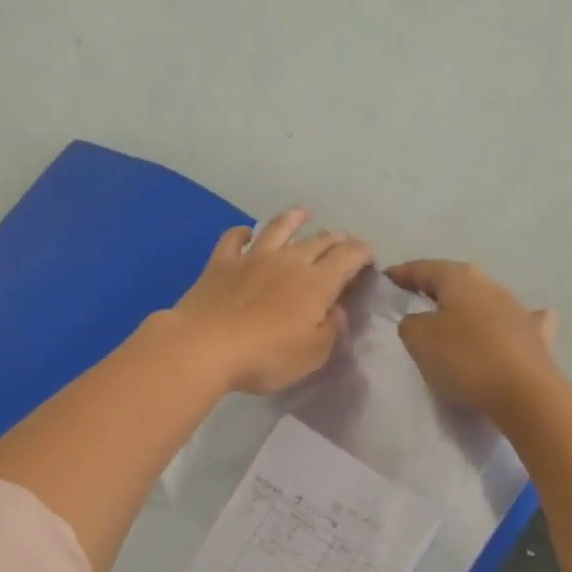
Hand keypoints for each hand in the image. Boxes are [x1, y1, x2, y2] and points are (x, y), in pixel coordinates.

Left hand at [166, 209, 374, 394]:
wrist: (203, 347)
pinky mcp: (221, 263)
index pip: (349, 256)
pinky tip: (245, 233)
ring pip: (278, 228)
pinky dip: (243, 233)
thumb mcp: (311, 355)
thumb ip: (329, 330)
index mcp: (317, 283)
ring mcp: (252, 257)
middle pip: (318, 240)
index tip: (368, 261)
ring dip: (294, 219)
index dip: (363, 254)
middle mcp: (288, 260)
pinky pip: (234, 238)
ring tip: (303, 213)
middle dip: (336, 240)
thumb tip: (336, 309)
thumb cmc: (264, 357)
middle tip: (342, 244)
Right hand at [385, 260, 562, 419]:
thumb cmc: (465, 359)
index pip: (423, 268)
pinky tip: (509, 326)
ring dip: (468, 306)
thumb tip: (420, 319)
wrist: (525, 392)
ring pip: (485, 299)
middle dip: (435, 288)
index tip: (385, 279)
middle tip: (414, 300)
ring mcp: (518, 309)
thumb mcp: (418, 339)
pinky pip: (516, 322)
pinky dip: (507, 322)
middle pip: (456, 281)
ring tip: (452, 318)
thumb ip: (410, 323)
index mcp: (460, 279)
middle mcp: (491, 285)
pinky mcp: (536, 336)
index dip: (402, 273)